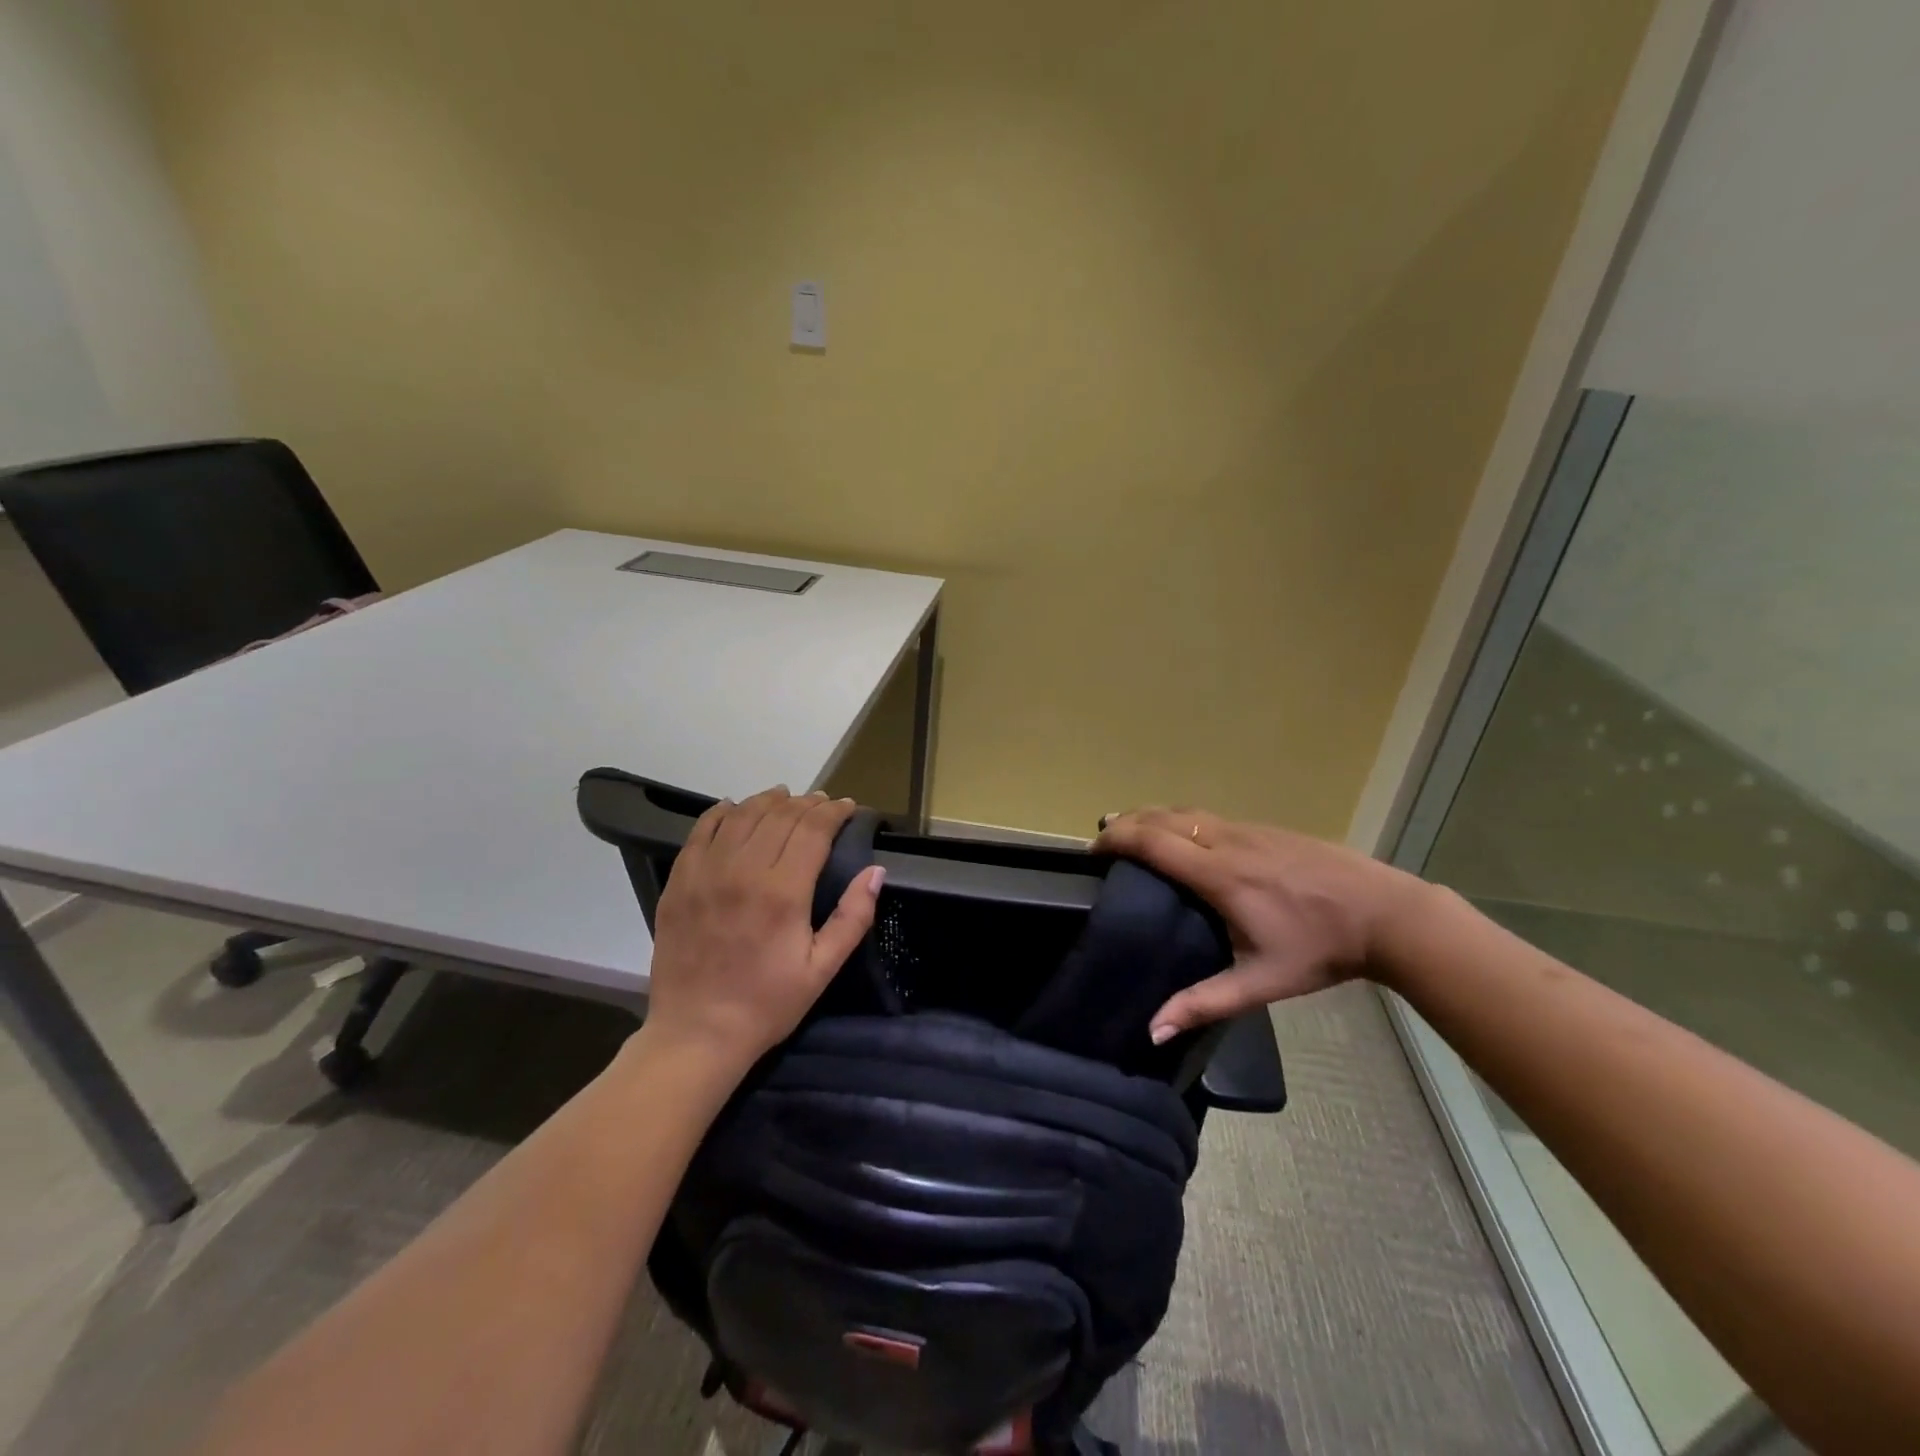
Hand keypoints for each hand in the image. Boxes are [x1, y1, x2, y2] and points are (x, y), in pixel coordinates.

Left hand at [644, 787, 883, 1078]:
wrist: (696, 1033)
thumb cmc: (767, 1004)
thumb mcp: (822, 969)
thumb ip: (852, 917)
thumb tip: (876, 871)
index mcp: (782, 892)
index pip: (813, 830)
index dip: (833, 812)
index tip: (848, 807)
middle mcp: (743, 871)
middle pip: (780, 817)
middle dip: (807, 803)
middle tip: (823, 803)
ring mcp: (705, 873)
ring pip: (742, 816)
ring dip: (768, 801)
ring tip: (785, 797)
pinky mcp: (679, 882)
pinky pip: (701, 832)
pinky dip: (722, 813)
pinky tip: (735, 808)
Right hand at [1093, 807, 1426, 1040]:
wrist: (1387, 914)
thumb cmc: (1321, 949)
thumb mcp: (1262, 982)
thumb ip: (1204, 1003)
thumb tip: (1153, 1030)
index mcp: (1220, 875)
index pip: (1154, 842)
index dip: (1117, 840)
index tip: (1092, 851)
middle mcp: (1228, 841)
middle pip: (1163, 817)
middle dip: (1126, 822)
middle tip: (1101, 840)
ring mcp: (1249, 829)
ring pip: (1186, 811)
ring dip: (1151, 816)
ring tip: (1130, 832)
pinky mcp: (1266, 827)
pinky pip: (1208, 815)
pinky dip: (1179, 819)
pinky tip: (1181, 837)